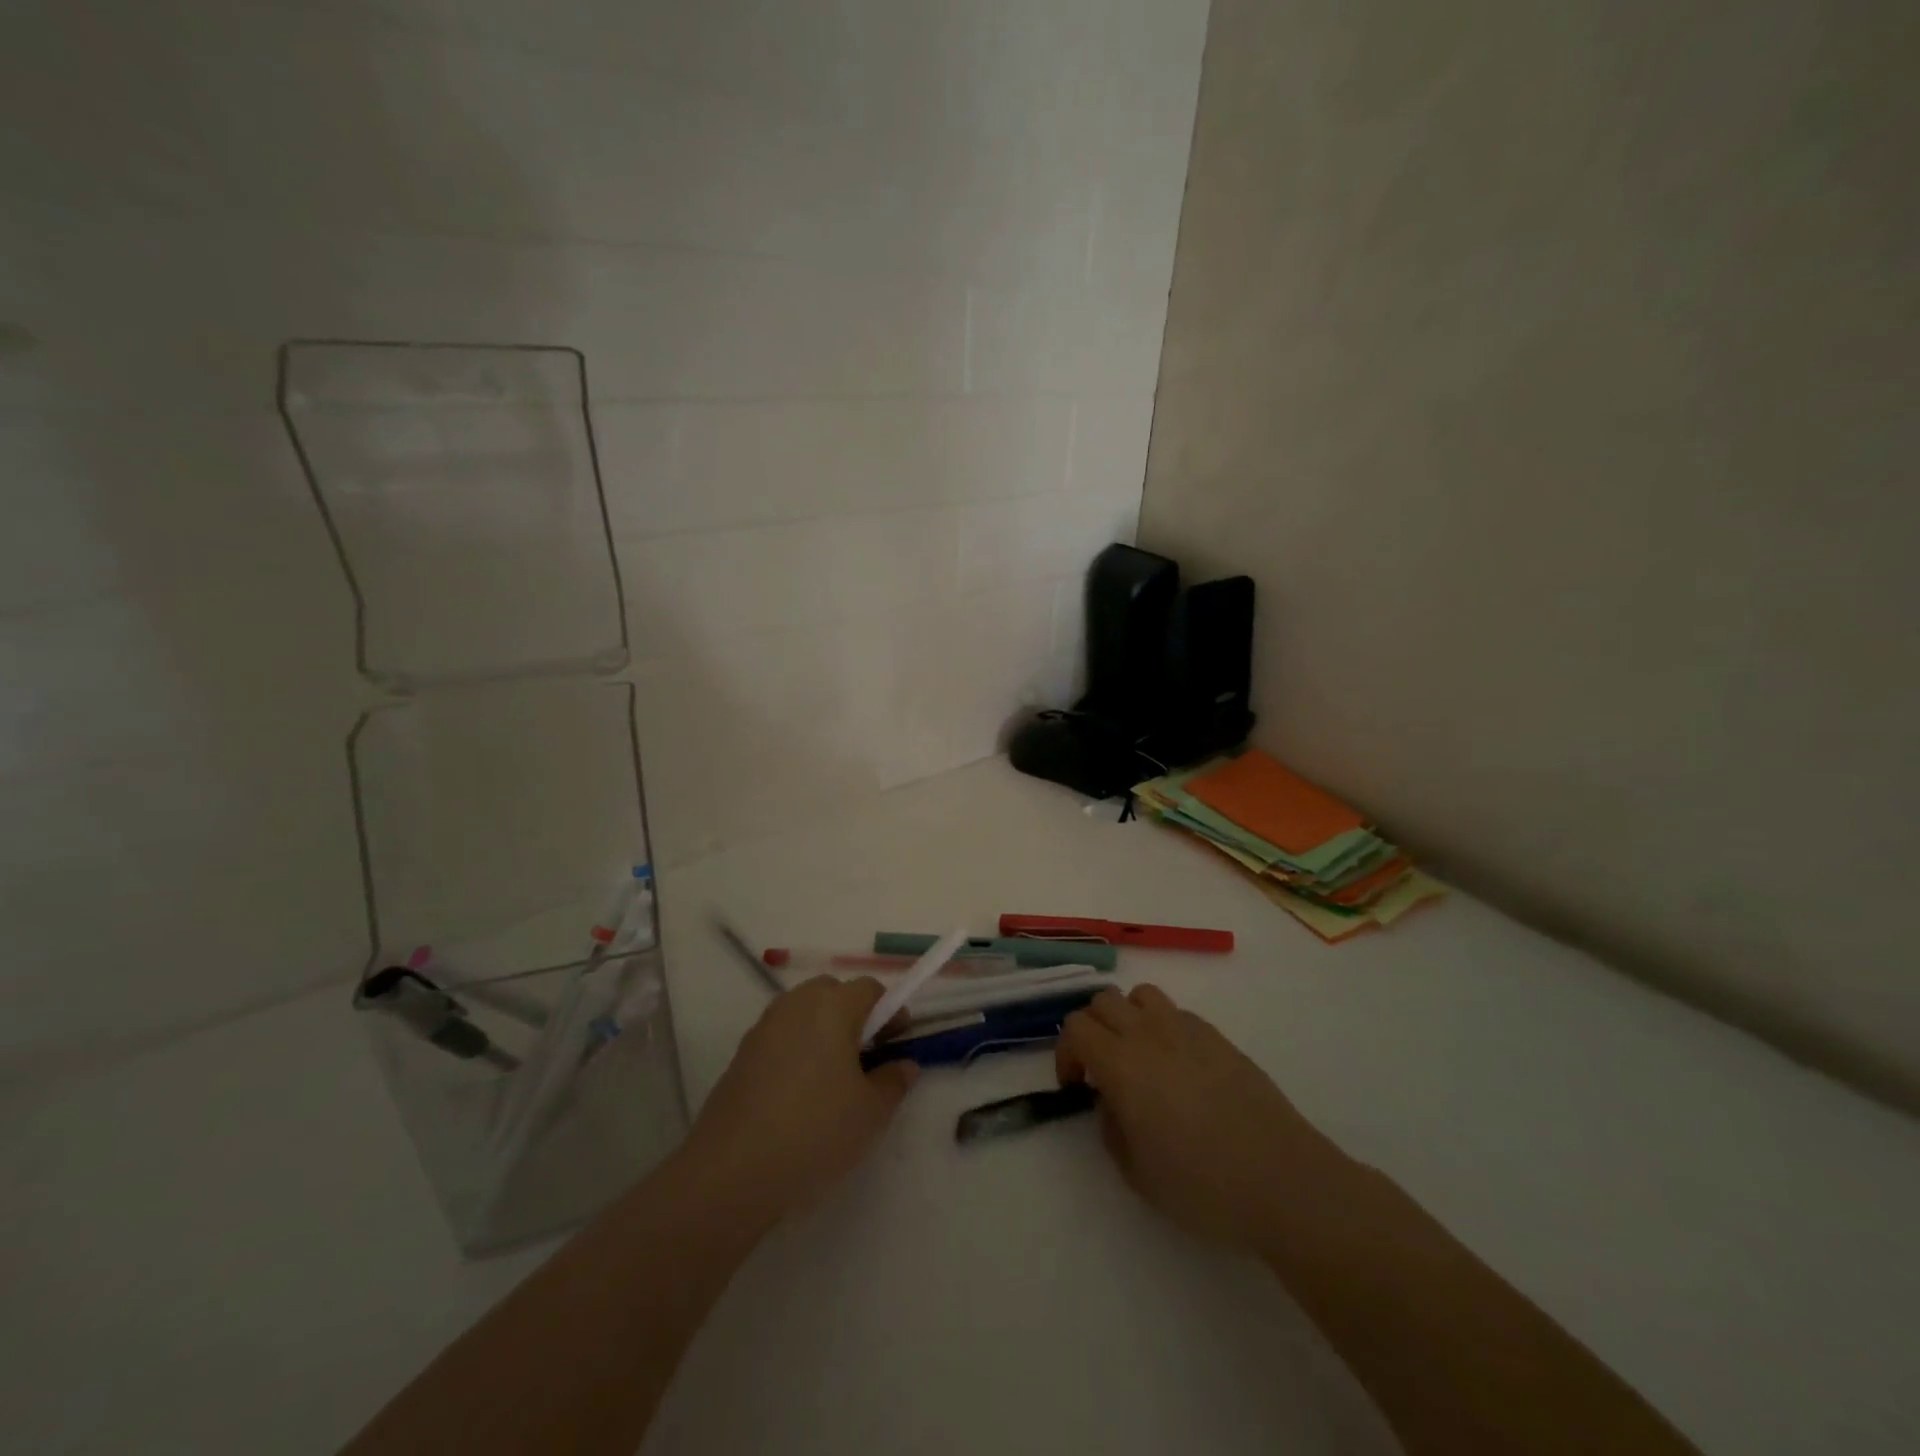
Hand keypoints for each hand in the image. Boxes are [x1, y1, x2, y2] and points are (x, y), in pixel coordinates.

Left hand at [685, 977, 917, 1222]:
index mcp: (832, 1006)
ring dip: (823, 1031)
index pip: (870, 989)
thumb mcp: (871, 1113)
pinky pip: (780, 1037)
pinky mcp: (742, 1054)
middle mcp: (796, 1005)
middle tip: (866, 1057)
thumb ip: (894, 1081)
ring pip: (803, 1013)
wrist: (731, 1172)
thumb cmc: (814, 1131)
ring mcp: (764, 1028)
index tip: (898, 1042)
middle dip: (854, 1015)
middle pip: (832, 992)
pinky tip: (800, 1095)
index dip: (890, 1011)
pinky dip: (796, 1050)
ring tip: (833, 1078)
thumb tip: (904, 1065)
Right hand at [1056, 984, 1336, 1252]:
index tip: (1076, 1086)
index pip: (1075, 1027)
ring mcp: (1186, 1029)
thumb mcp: (1136, 1172)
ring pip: (1140, 995)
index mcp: (1121, 1063)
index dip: (1066, 1052)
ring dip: (1128, 1017)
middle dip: (1092, 1029)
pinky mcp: (1218, 1036)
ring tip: (1138, 1056)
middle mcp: (1149, 1033)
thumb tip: (1112, 1101)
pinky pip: (1176, 1013)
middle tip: (1100, 1069)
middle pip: (1102, 1000)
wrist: (1281, 1180)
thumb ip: (1111, 1127)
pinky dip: (1163, 1027)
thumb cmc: (1202, 1185)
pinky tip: (1178, 1067)